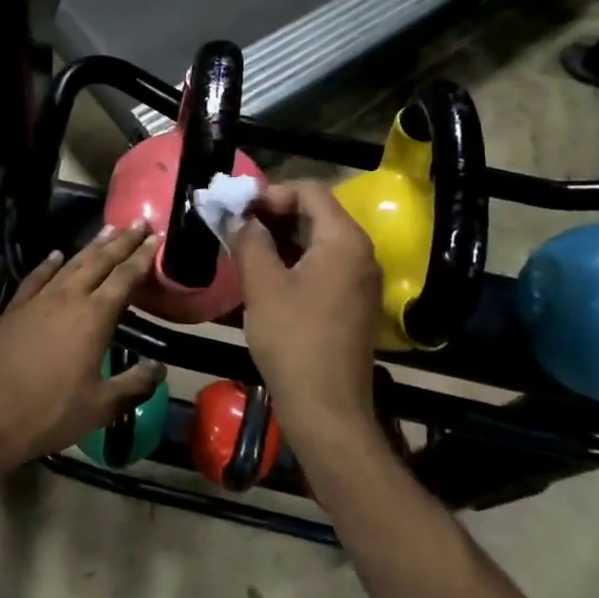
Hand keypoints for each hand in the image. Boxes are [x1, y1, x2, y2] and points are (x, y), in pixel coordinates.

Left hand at [0, 223, 164, 476]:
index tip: (156, 238)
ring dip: (92, 246)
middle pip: (100, 261)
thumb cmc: (50, 412)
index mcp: (94, 317)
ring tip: (108, 229)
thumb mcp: (101, 407)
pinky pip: (36, 277)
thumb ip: (134, 385)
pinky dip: (49, 264)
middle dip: (122, 241)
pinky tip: (56, 254)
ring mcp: (38, 300)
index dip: (143, 257)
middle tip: (139, 222)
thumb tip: (159, 368)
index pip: (125, 278)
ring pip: (70, 264)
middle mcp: (68, 298)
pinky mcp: (14, 309)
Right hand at [234, 182, 382, 446]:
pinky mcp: (355, 303)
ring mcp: (362, 280)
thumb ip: (250, 240)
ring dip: (283, 238)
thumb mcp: (262, 285)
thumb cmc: (292, 339)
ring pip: (320, 241)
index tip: (238, 208)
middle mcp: (362, 253)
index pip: (310, 191)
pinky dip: (296, 260)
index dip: (271, 192)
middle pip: (318, 213)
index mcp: (344, 240)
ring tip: (245, 248)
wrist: (327, 407)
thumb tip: (239, 217)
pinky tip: (266, 275)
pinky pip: (326, 265)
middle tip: (236, 225)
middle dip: (274, 214)